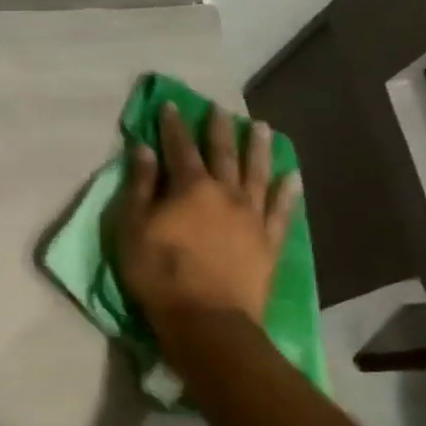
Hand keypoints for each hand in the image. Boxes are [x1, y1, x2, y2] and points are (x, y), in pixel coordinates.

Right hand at [114, 103, 301, 327]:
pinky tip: (292, 177)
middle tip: (220, 109)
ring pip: (257, 173)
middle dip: (219, 129)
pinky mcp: (268, 242)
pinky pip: (281, 210)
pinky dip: (286, 192)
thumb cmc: (159, 274)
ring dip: (258, 149)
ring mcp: (252, 216)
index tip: (170, 106)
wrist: (207, 320)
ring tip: (261, 128)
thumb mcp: (133, 229)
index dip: (173, 126)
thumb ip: (139, 187)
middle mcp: (225, 193)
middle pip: (223, 153)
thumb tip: (143, 149)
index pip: (179, 148)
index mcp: (190, 188)